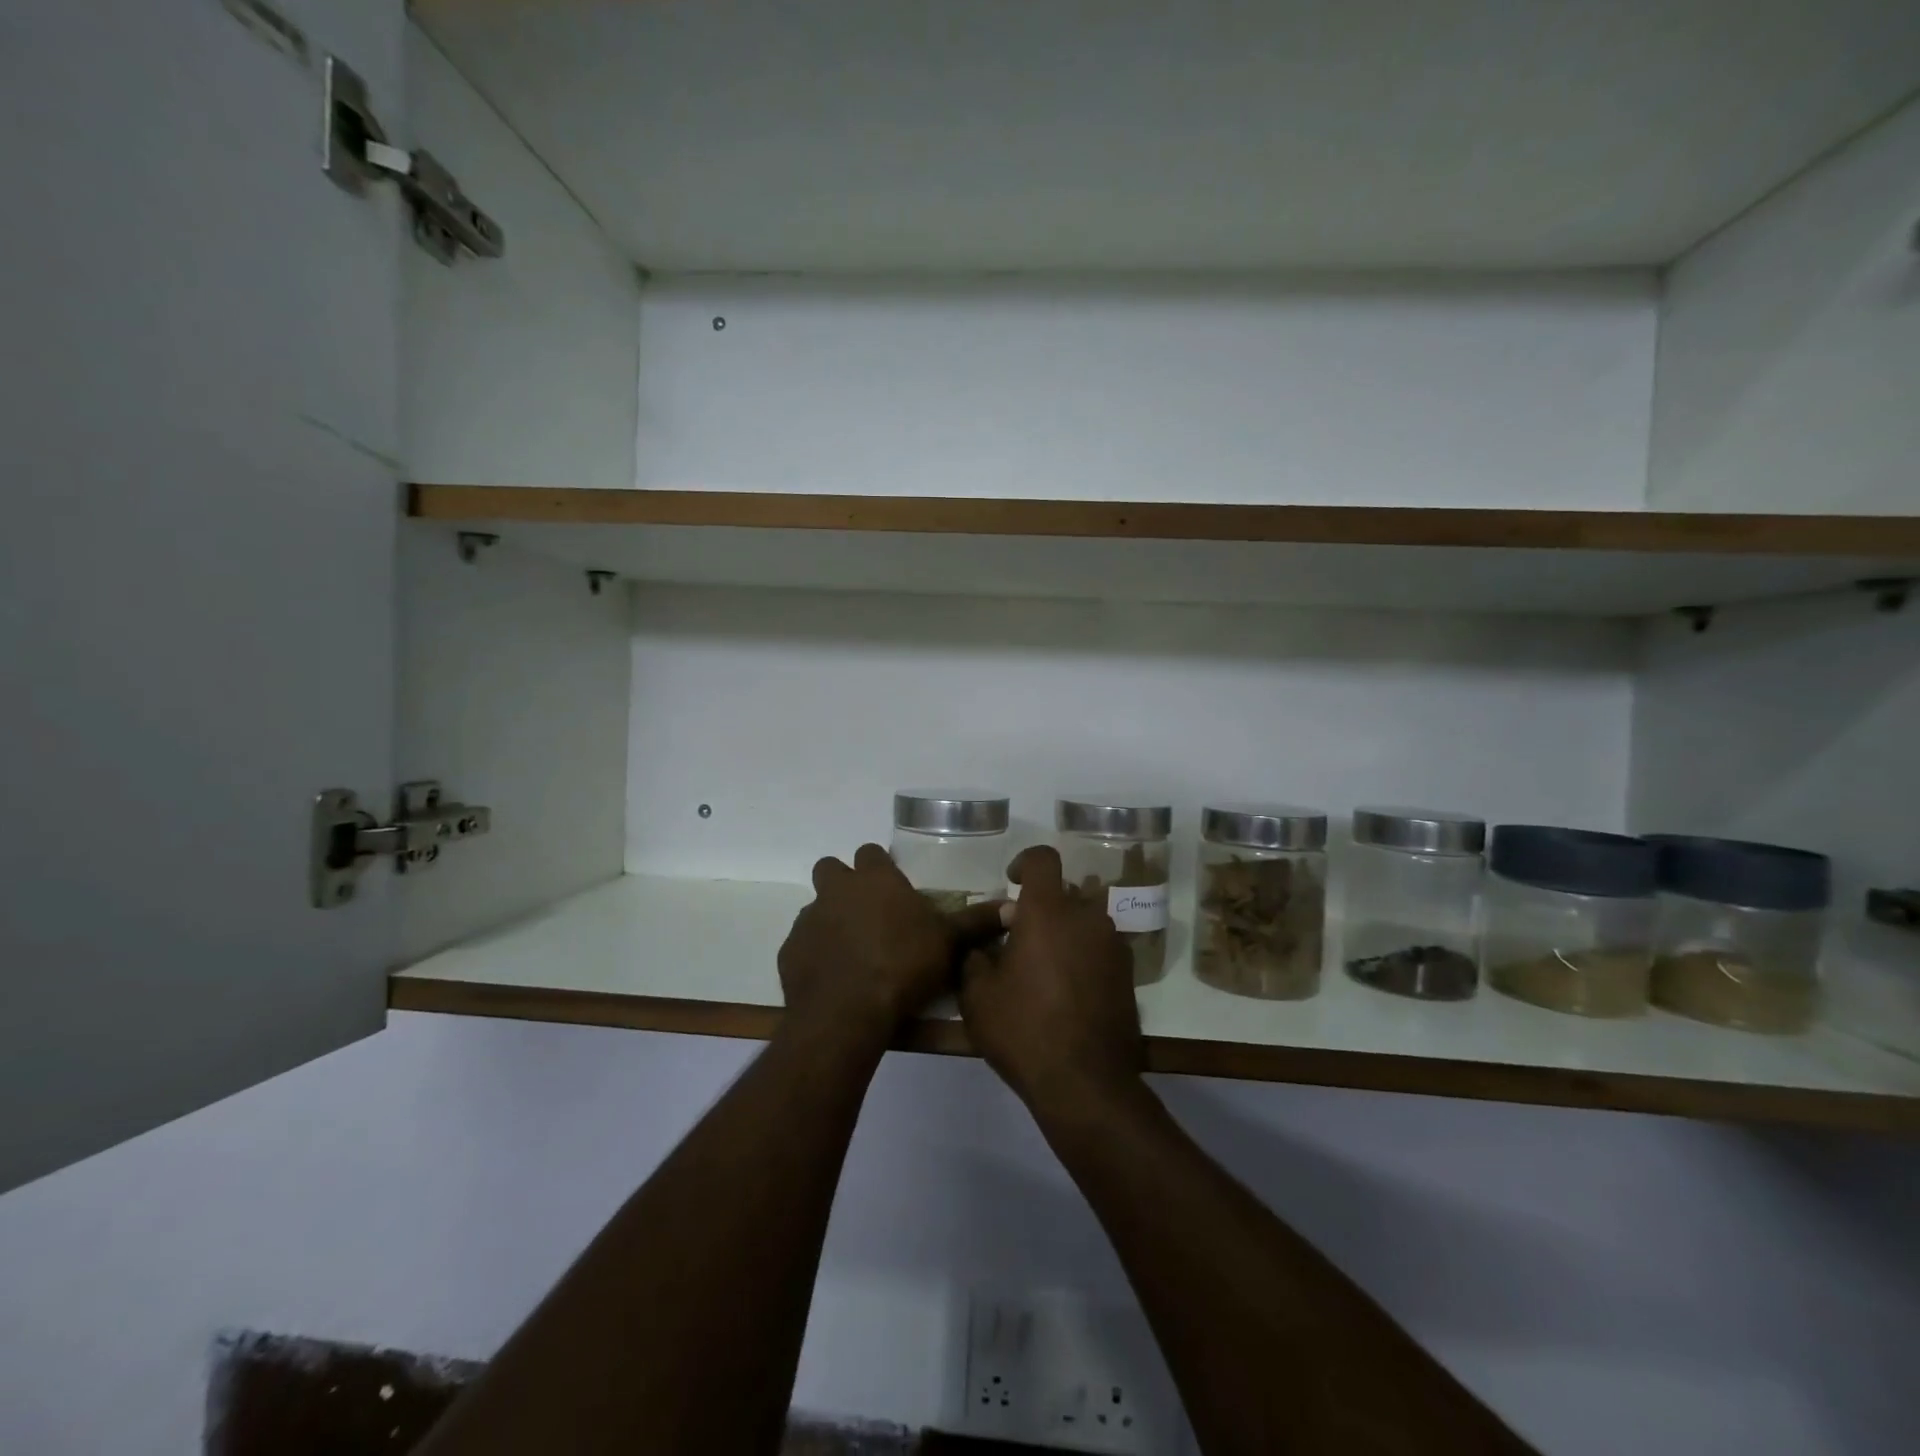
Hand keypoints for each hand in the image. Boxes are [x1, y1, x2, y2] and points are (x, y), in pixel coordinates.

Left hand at [778, 843, 1007, 1049]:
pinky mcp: (790, 951)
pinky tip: (834, 977)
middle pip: (831, 869)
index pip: (871, 852)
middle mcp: (837, 890)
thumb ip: (977, 922)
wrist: (848, 1012)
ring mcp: (809, 919)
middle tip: (868, 912)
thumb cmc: (903, 966)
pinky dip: (816, 953)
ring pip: (816, 907)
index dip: (881, 867)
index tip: (893, 887)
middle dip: (845, 883)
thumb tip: (1012, 905)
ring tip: (853, 951)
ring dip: (831, 920)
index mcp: (875, 879)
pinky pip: (803, 943)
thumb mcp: (949, 943)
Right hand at [959, 845, 1144, 1115]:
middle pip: (1064, 893)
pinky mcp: (1128, 974)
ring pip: (1084, 922)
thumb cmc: (1024, 1030)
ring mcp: (1113, 945)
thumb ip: (975, 958)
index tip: (1011, 882)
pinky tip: (1068, 993)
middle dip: (1041, 908)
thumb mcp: (978, 997)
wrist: (1086, 1083)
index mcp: (1048, 911)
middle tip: (1020, 941)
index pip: (1043, 859)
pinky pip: (1100, 948)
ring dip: (1064, 933)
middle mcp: (1087, 917)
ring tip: (1044, 971)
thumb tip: (984, 945)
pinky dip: (1083, 957)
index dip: (1025, 862)